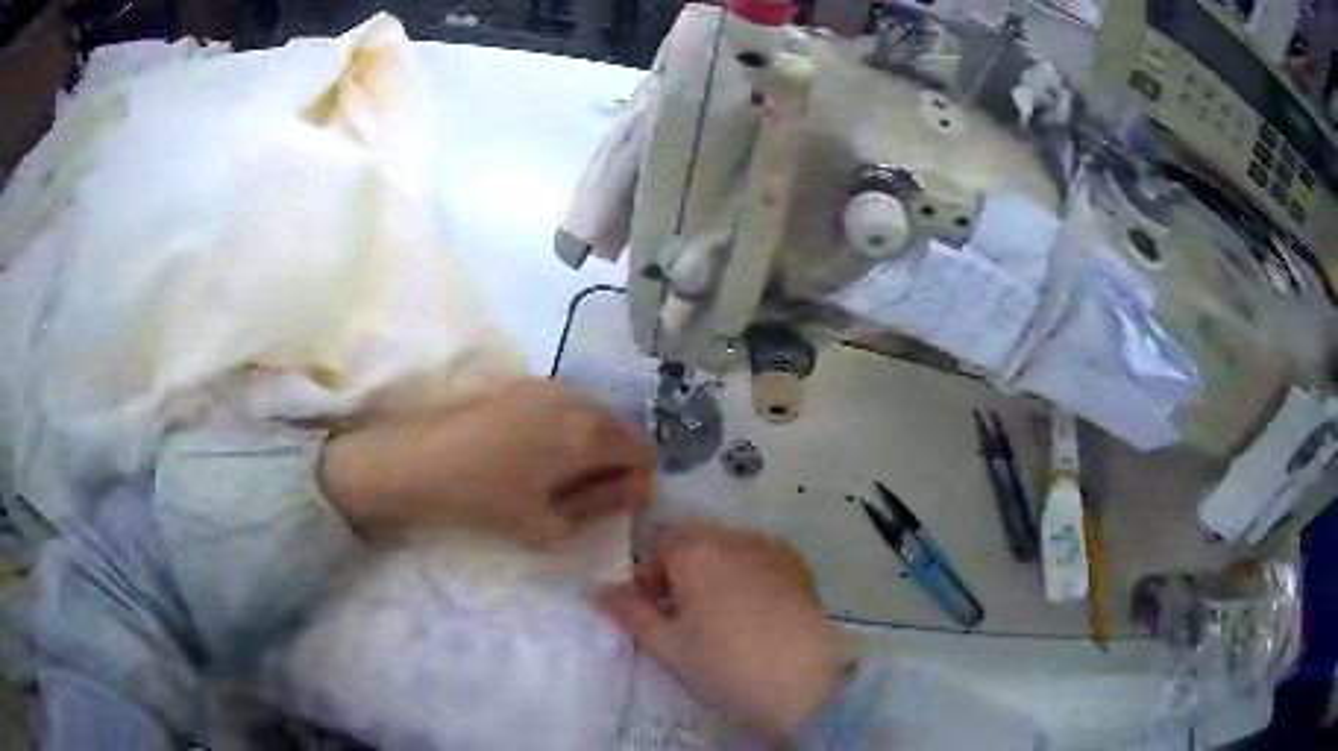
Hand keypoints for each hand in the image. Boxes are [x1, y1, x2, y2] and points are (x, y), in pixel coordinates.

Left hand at [319, 379, 654, 544]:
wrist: (421, 461)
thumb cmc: (486, 498)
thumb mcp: (549, 524)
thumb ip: (600, 509)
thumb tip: (628, 493)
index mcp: (589, 434)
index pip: (643, 453)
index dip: (637, 484)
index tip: (611, 506)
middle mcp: (577, 399)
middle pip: (622, 431)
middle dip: (615, 464)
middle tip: (583, 496)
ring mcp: (550, 386)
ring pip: (594, 416)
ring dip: (591, 446)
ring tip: (557, 477)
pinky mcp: (525, 384)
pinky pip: (568, 407)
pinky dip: (568, 430)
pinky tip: (535, 454)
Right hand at [596, 522, 848, 738]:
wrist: (804, 681)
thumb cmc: (724, 663)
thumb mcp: (668, 645)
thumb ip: (630, 613)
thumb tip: (595, 590)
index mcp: (695, 551)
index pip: (658, 549)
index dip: (650, 580)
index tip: (656, 613)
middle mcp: (734, 538)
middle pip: (696, 543)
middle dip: (684, 572)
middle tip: (687, 617)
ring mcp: (772, 550)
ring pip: (731, 550)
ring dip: (718, 572)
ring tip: (723, 617)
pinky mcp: (800, 568)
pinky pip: (764, 560)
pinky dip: (752, 576)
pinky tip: (758, 611)